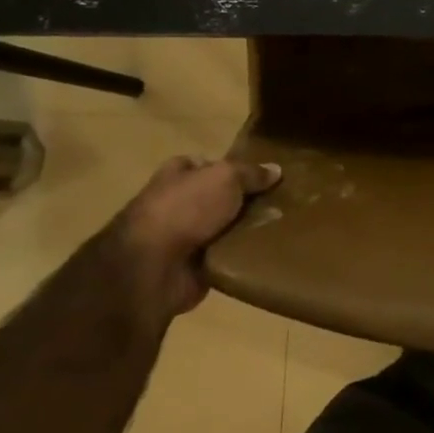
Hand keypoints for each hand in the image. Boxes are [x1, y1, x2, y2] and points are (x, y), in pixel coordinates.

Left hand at [114, 156, 282, 323]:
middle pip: (220, 197)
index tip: (265, 177)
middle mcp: (178, 202)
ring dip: (245, 232)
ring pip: (224, 228)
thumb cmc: (186, 208)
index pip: (210, 164)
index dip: (236, 168)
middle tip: (281, 205)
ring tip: (280, 229)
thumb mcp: (226, 177)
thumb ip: (251, 173)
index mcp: (178, 173)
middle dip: (245, 202)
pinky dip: (240, 257)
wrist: (153, 267)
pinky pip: (224, 257)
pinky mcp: (191, 268)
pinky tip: (266, 254)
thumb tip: (276, 170)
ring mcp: (183, 237)